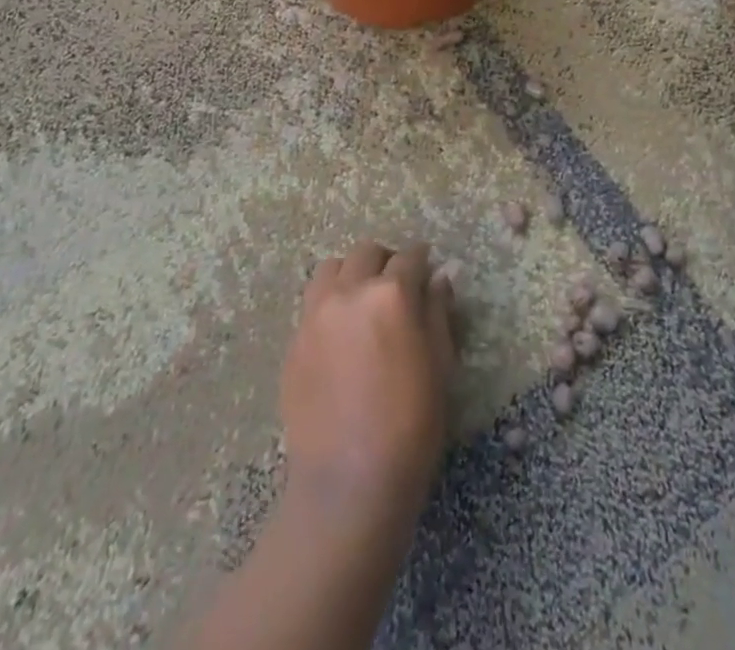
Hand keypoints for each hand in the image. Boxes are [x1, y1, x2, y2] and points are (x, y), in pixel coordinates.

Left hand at [280, 241, 456, 538]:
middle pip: (366, 253)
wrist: (348, 482)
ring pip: (332, 268)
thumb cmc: (411, 426)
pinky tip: (341, 334)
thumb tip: (439, 276)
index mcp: (391, 295)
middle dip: (385, 261)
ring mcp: (316, 314)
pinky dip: (330, 303)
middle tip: (396, 286)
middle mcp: (350, 292)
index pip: (409, 258)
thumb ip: (438, 312)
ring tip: (362, 302)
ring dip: (351, 274)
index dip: (422, 260)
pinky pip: (312, 303)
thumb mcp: (440, 365)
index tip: (427, 269)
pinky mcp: (294, 340)